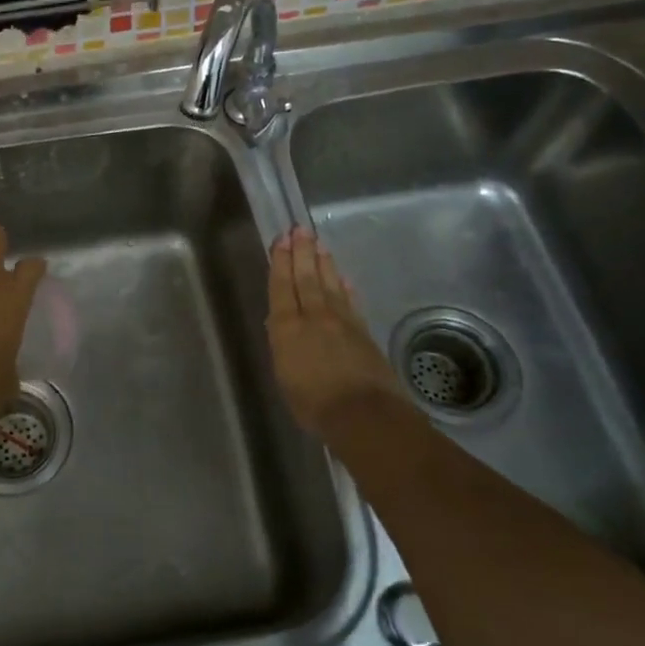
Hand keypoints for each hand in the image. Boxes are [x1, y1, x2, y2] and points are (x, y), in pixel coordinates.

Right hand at [267, 227, 410, 441]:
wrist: (364, 415)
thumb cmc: (313, 404)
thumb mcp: (284, 376)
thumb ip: (283, 346)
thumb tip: (280, 324)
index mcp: (287, 328)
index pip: (282, 287)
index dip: (280, 262)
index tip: (281, 239)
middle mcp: (314, 317)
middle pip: (307, 278)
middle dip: (302, 253)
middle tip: (300, 230)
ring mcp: (342, 322)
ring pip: (330, 285)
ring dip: (324, 263)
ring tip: (319, 245)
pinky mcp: (363, 332)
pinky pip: (351, 302)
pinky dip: (346, 288)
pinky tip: (344, 279)